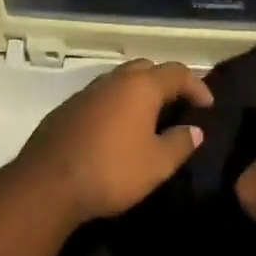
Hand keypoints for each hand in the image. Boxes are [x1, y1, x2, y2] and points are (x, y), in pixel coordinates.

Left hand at [14, 58, 215, 224]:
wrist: (47, 186)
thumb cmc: (112, 171)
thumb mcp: (158, 164)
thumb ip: (180, 143)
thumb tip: (194, 130)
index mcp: (140, 87)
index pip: (177, 72)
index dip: (197, 86)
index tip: (208, 106)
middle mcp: (111, 81)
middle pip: (145, 69)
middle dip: (164, 83)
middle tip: (177, 106)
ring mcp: (84, 94)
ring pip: (118, 83)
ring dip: (136, 94)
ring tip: (148, 119)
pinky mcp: (64, 112)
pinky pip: (98, 100)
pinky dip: (114, 108)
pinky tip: (115, 132)